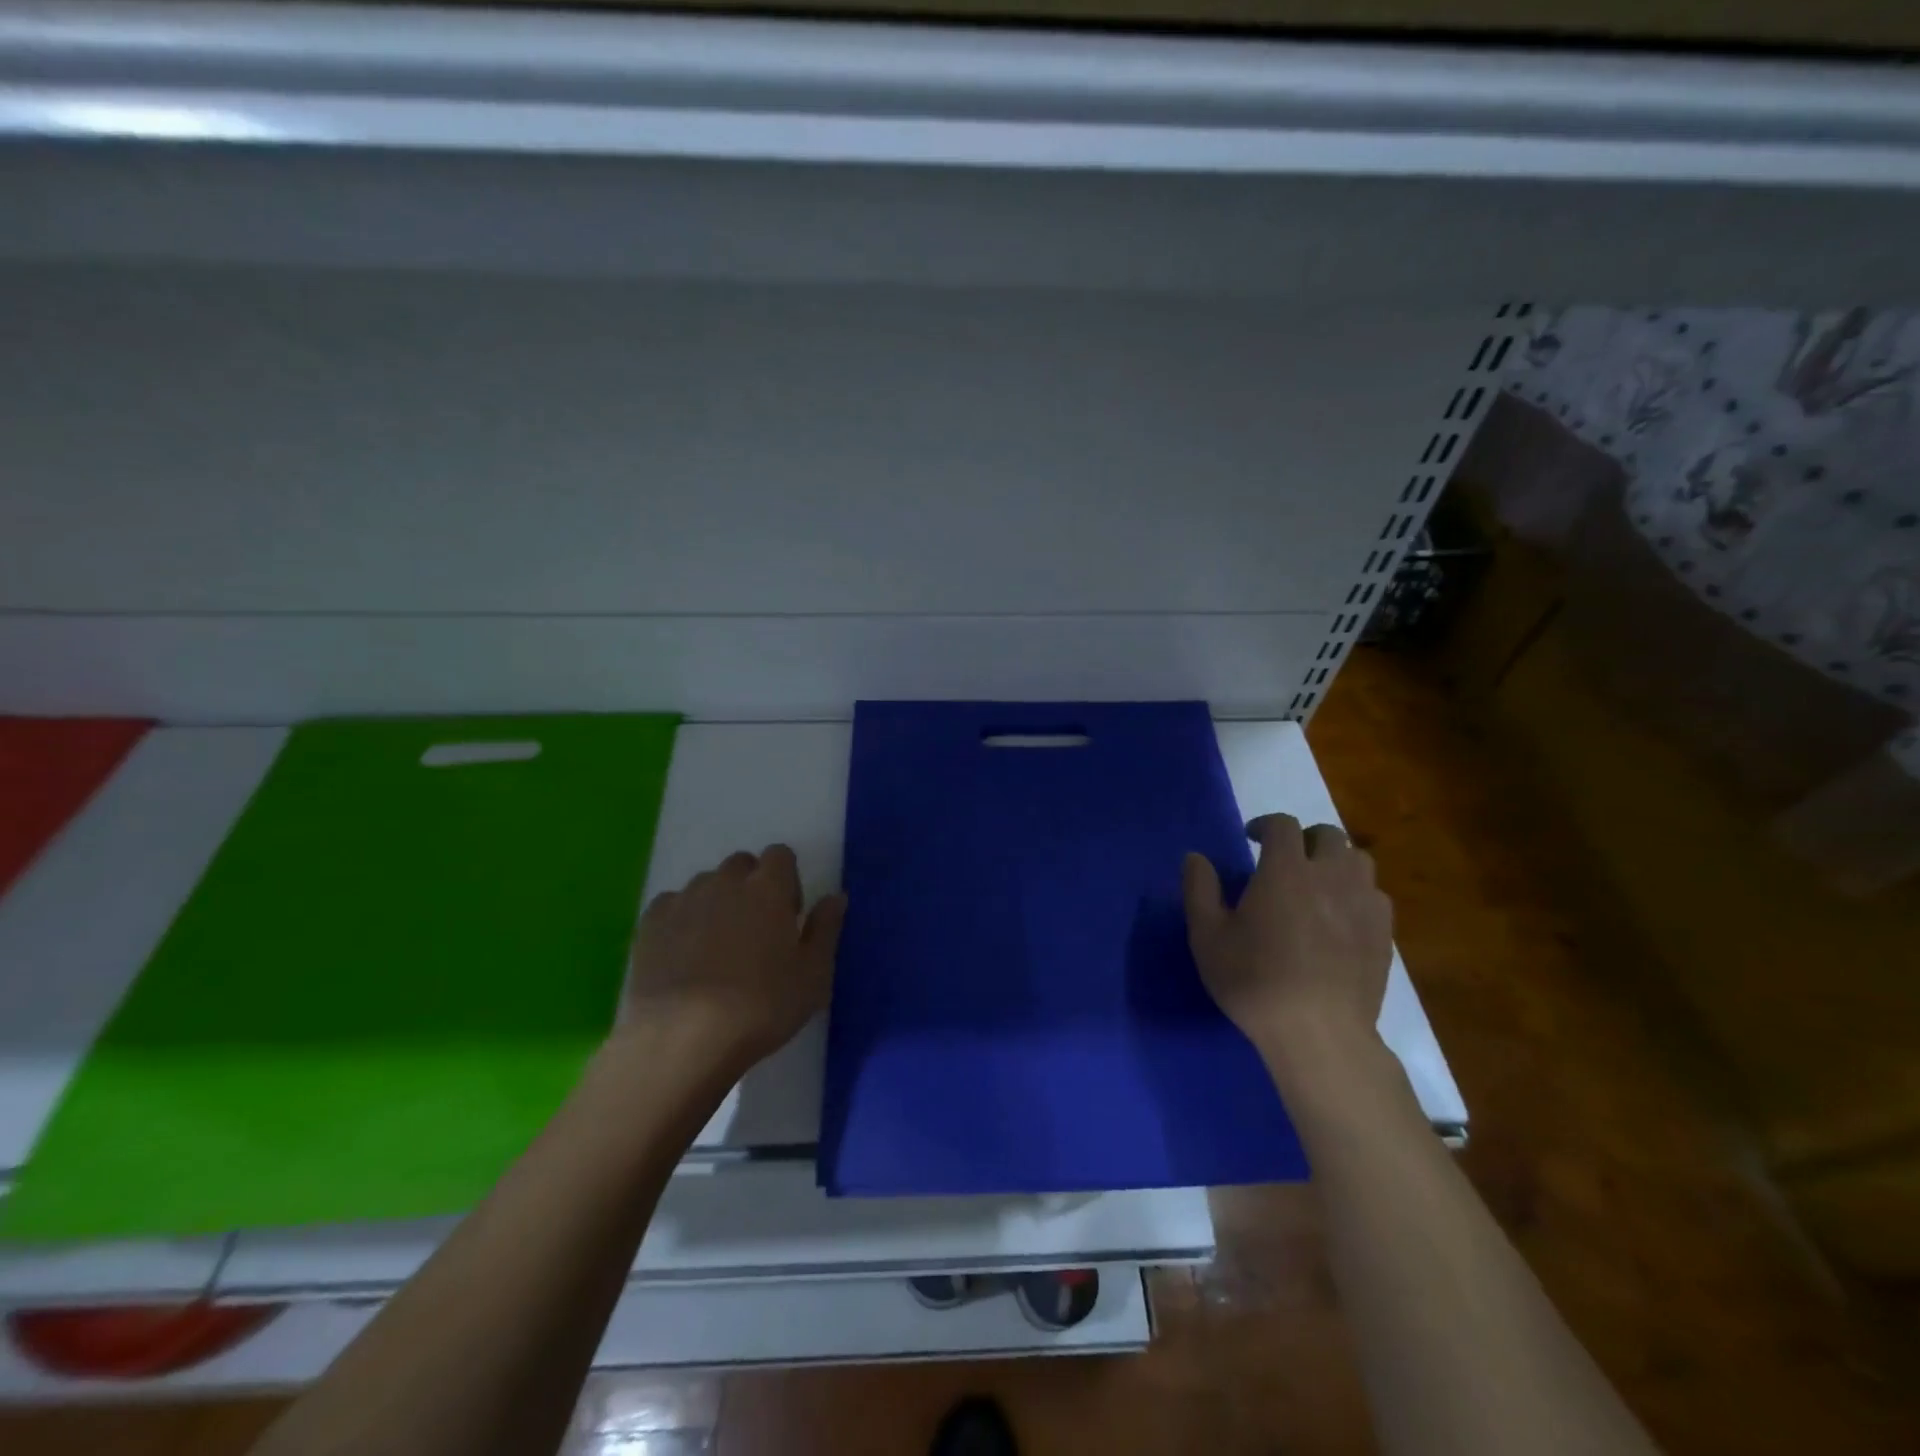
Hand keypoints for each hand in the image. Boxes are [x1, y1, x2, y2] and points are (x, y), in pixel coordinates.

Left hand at [620, 845, 846, 1076]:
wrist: (681, 1038)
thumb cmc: (761, 1006)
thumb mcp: (813, 975)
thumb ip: (826, 929)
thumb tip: (836, 897)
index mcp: (769, 888)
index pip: (781, 854)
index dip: (787, 880)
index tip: (788, 917)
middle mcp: (725, 882)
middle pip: (742, 864)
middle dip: (751, 886)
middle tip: (756, 931)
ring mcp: (684, 900)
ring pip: (706, 884)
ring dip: (717, 902)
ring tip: (716, 948)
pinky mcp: (650, 924)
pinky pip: (672, 905)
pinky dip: (682, 919)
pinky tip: (684, 955)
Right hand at [1183, 814, 1392, 1067]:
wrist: (1318, 1033)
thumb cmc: (1254, 980)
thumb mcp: (1207, 936)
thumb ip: (1199, 889)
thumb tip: (1195, 857)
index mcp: (1286, 870)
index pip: (1283, 825)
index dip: (1266, 825)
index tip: (1251, 839)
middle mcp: (1330, 876)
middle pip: (1328, 835)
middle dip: (1305, 838)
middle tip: (1286, 860)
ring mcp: (1363, 904)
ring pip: (1358, 861)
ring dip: (1336, 862)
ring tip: (1317, 884)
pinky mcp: (1383, 934)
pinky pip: (1374, 896)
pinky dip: (1356, 894)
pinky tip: (1341, 917)